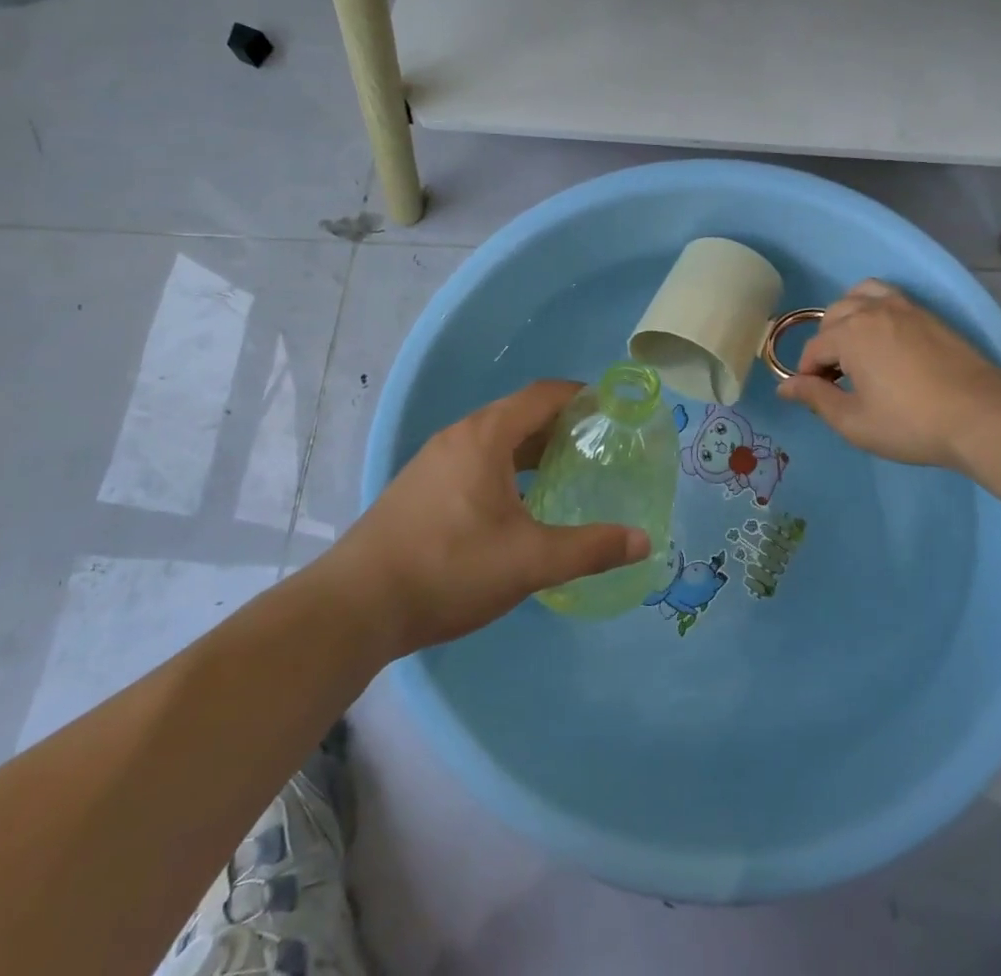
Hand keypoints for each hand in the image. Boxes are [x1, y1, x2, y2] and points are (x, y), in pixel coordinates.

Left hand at [334, 381, 651, 657]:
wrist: (357, 605)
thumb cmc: (450, 568)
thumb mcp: (529, 561)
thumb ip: (590, 548)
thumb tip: (643, 541)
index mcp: (486, 435)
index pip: (543, 394)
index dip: (581, 396)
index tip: (613, 410)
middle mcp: (459, 435)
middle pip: (520, 413)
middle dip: (561, 424)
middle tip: (598, 446)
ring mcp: (434, 460)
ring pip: (495, 438)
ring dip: (532, 447)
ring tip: (565, 471)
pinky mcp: (421, 486)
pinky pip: (475, 459)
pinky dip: (506, 466)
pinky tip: (518, 503)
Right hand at [777, 280, 1000, 470]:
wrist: (981, 416)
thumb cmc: (911, 423)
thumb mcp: (854, 421)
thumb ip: (816, 398)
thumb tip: (784, 387)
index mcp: (850, 334)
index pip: (814, 348)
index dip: (808, 374)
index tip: (817, 398)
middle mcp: (872, 311)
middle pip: (833, 317)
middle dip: (826, 345)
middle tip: (837, 379)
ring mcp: (904, 308)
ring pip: (860, 296)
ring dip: (848, 318)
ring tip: (856, 348)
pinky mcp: (928, 315)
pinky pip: (888, 297)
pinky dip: (874, 308)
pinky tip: (884, 339)